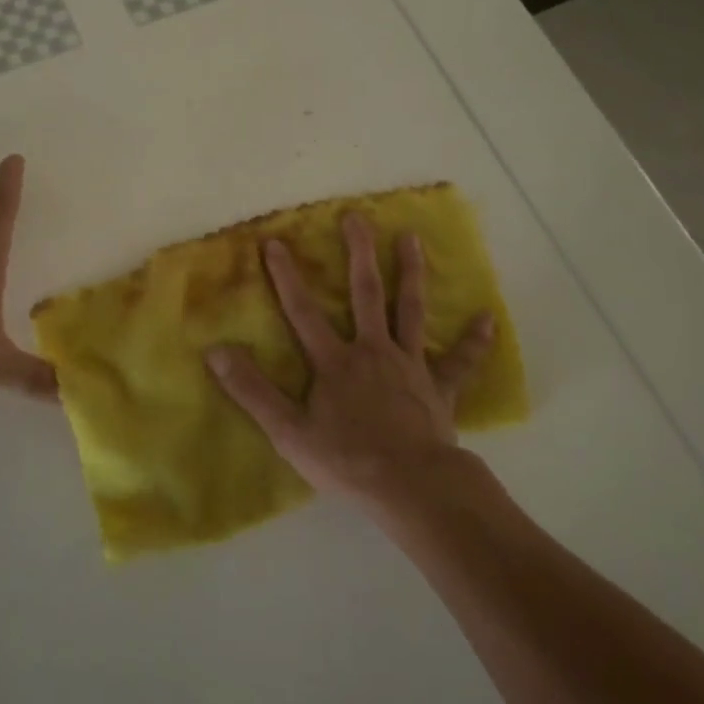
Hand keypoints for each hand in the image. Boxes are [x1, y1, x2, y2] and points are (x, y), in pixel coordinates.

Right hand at [206, 213, 492, 505]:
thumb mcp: (288, 431)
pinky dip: (473, 340)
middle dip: (358, 253)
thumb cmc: (347, 460)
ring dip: (411, 273)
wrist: (411, 486)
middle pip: (365, 294)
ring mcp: (410, 366)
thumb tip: (215, 351)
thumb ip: (252, 390)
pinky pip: (460, 361)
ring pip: (411, 311)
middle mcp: (373, 351)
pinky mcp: (439, 388)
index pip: (303, 312)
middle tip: (357, 217)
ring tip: (411, 238)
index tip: (275, 242)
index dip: (287, 277)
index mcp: (336, 362)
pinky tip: (487, 317)